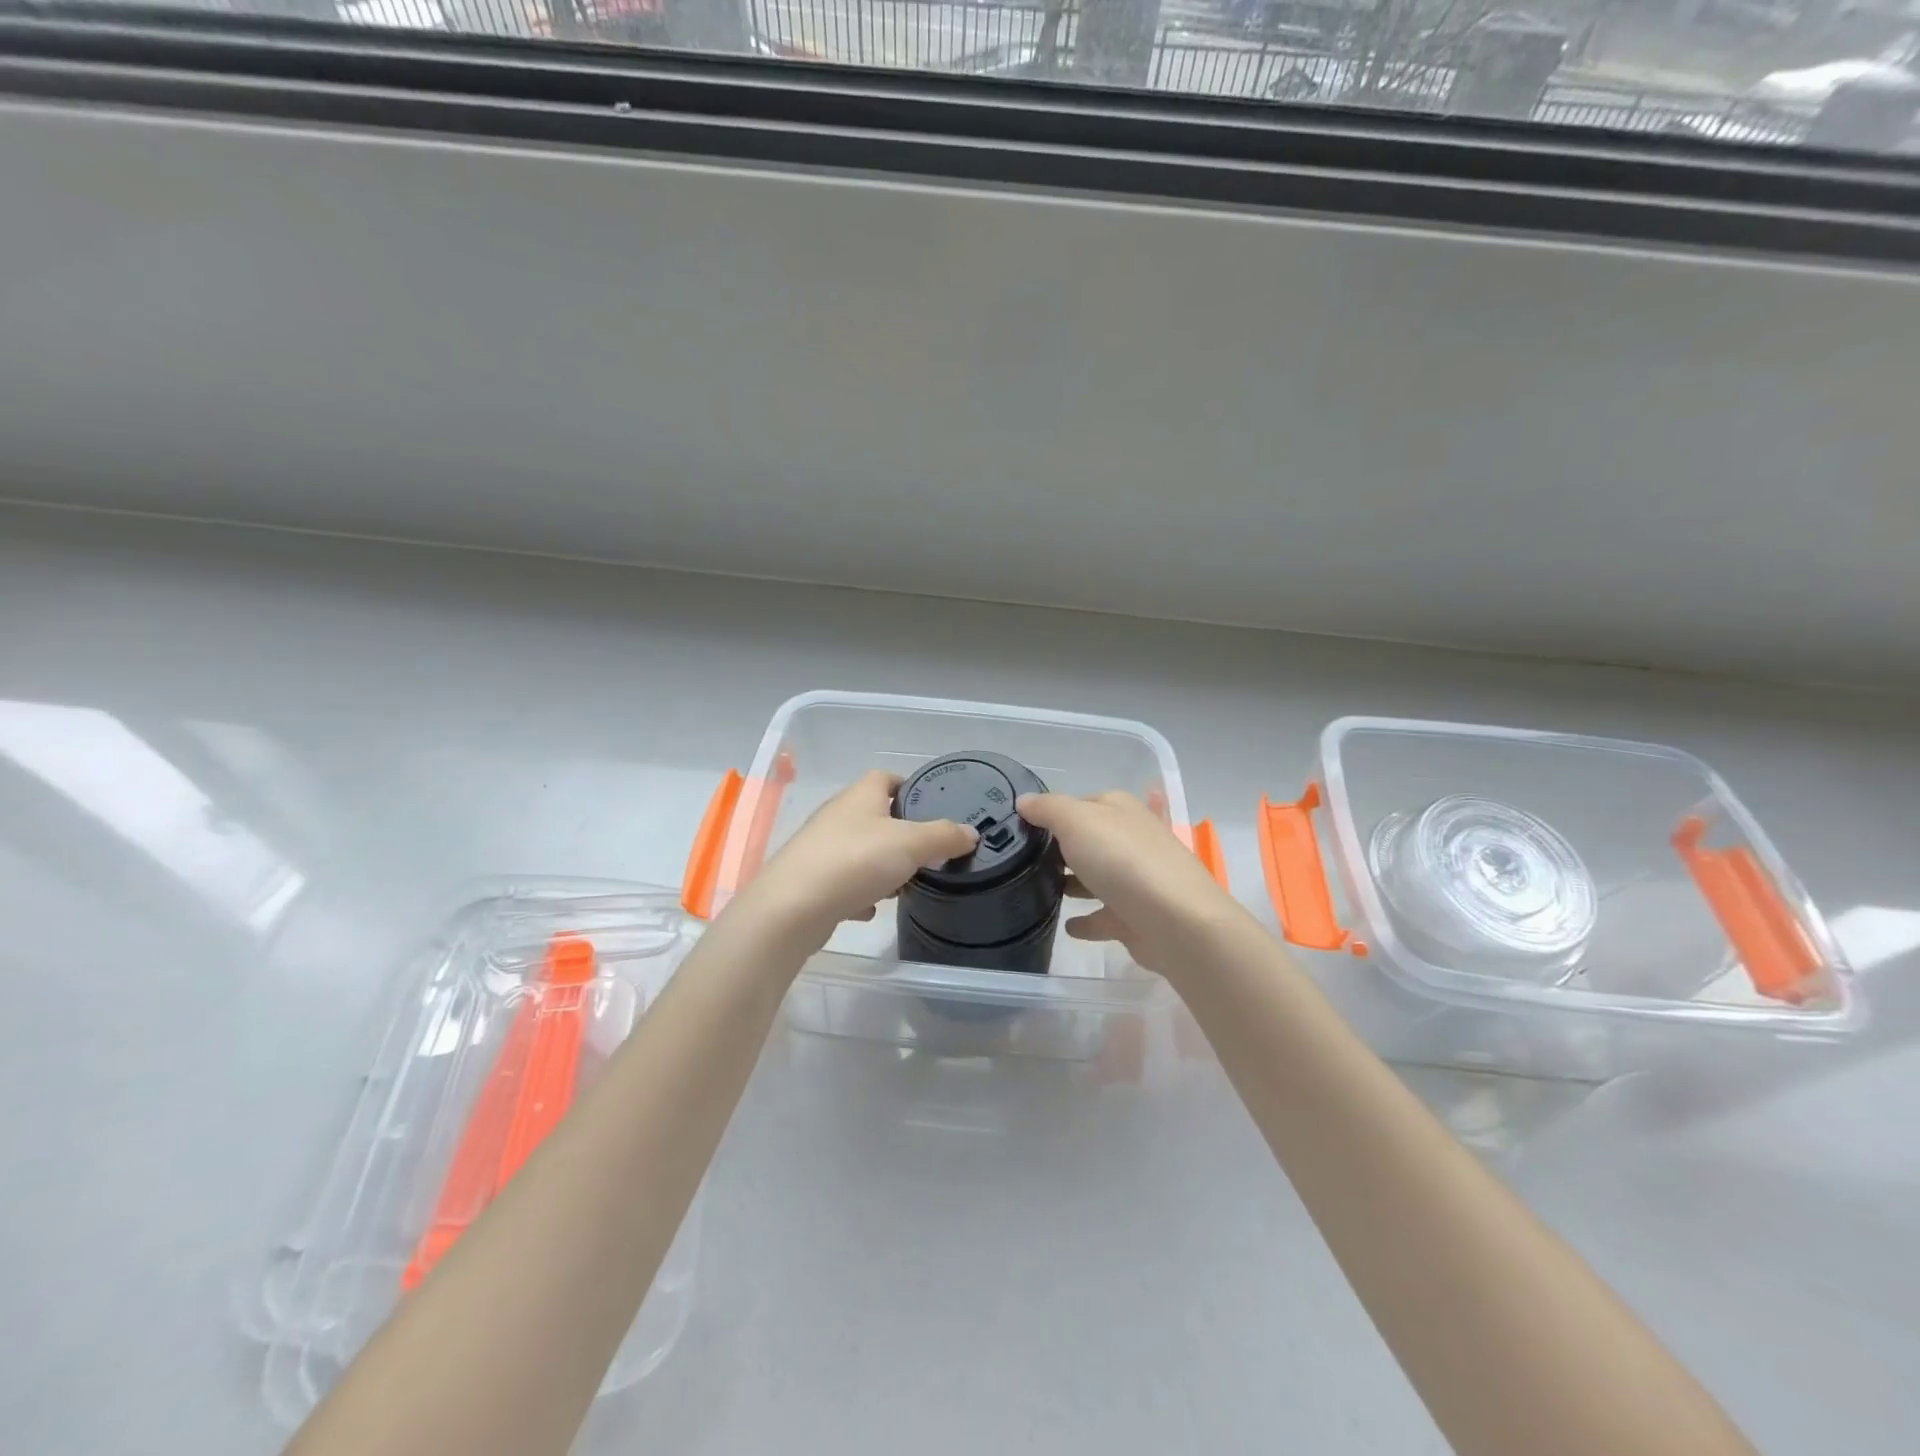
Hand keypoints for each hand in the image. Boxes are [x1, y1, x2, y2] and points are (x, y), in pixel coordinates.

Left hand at [733, 770, 977, 945]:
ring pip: (860, 850)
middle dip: (900, 833)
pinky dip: (859, 893)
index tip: (931, 804)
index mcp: (860, 796)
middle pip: (874, 816)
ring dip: (881, 866)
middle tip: (926, 852)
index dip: (908, 786)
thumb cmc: (855, 861)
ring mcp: (820, 848)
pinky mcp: (810, 881)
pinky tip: (870, 909)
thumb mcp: (911, 844)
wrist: (792, 908)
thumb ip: (943, 836)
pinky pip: (843, 881)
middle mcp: (837, 816)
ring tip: (903, 884)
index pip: (885, 777)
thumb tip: (970, 832)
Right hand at [1017, 791, 1253, 981]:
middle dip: (1062, 848)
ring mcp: (1137, 880)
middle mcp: (1132, 839)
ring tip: (1039, 890)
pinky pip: (1105, 916)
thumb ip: (1048, 809)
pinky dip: (1088, 920)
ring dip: (1074, 883)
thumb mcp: (1076, 821)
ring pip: (1098, 877)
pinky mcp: (1137, 917)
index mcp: (1120, 809)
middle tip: (1023, 860)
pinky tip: (1067, 926)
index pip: (1080, 803)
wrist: (1176, 921)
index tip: (1021, 828)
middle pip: (1090, 840)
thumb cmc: (1123, 860)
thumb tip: (1023, 800)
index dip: (1052, 812)